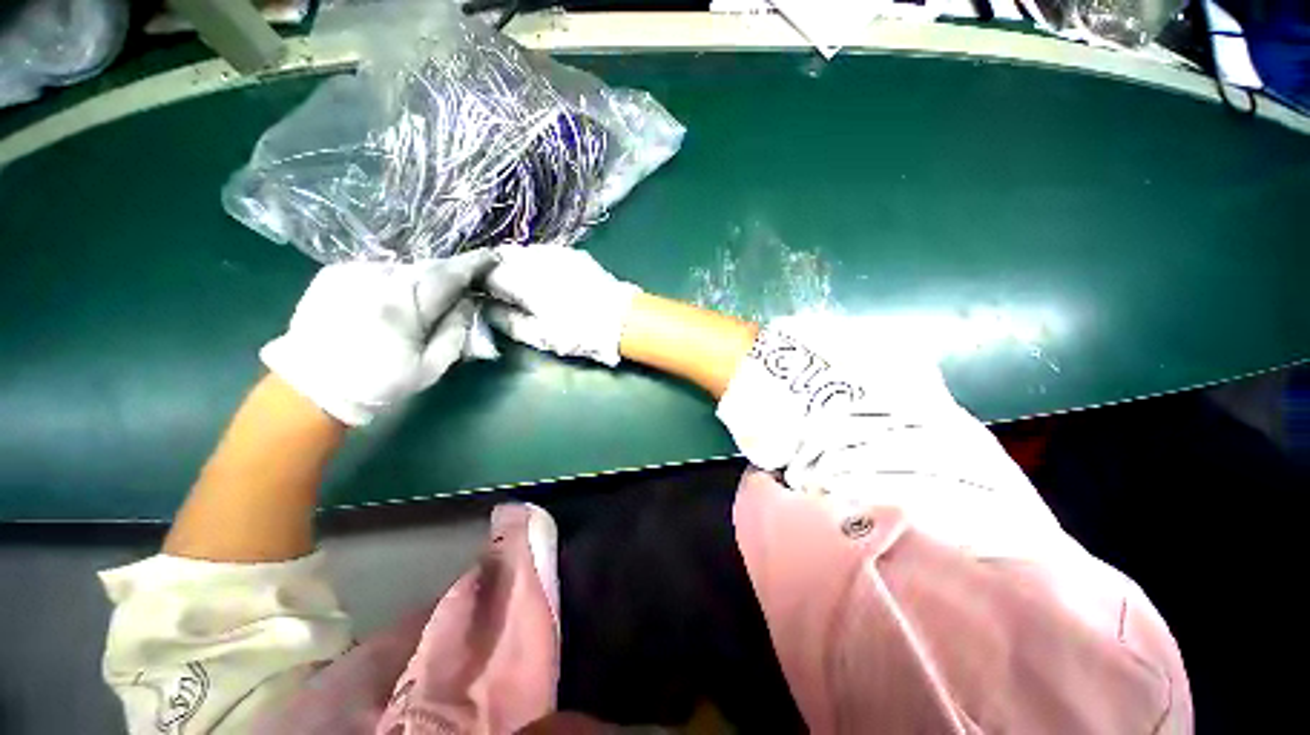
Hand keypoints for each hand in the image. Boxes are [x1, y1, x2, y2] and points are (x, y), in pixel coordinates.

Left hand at [261, 250, 497, 425]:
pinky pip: (380, 270)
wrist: (311, 386)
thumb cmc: (379, 382)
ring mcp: (353, 272)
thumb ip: (456, 331)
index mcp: (404, 304)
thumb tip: (468, 303)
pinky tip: (391, 301)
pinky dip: (395, 280)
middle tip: (464, 288)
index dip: (474, 263)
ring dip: (422, 280)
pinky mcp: (335, 272)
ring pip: (404, 268)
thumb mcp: (432, 367)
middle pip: (429, 267)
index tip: (493, 258)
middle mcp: (378, 278)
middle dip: (451, 274)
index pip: (449, 274)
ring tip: (423, 303)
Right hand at [483, 245, 640, 365]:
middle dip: (493, 271)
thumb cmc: (579, 333)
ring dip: (514, 265)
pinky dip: (534, 262)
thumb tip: (483, 308)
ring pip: (522, 252)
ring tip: (519, 286)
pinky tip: (541, 278)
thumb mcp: (538, 336)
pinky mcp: (572, 253)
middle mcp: (536, 257)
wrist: (622, 320)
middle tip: (497, 292)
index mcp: (523, 279)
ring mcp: (556, 251)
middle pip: (501, 256)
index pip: (485, 273)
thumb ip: (505, 319)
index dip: (477, 284)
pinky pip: (542, 252)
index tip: (478, 296)